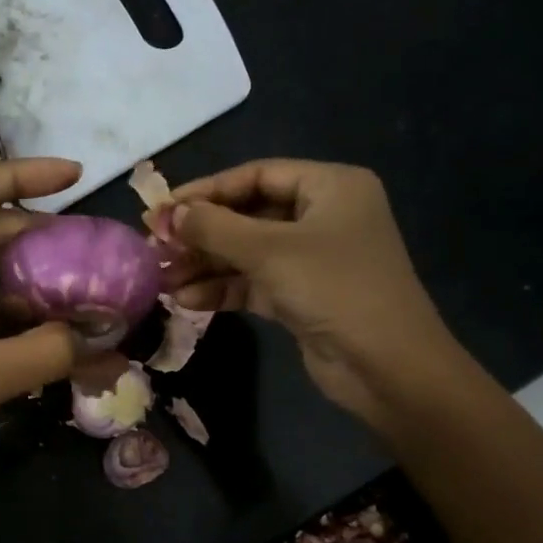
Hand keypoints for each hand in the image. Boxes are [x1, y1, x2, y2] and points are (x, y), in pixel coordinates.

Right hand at [162, 159, 462, 427]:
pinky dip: (223, 289)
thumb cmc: (334, 289)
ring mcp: (312, 259)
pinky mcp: (301, 297)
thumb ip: (215, 228)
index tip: (163, 210)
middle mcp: (322, 217)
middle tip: (156, 247)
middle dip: (202, 234)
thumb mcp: (270, 251)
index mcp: (330, 187)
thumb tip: (169, 214)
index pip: (257, 175)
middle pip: (248, 215)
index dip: (207, 191)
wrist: (386, 367)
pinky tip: (187, 299)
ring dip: (205, 265)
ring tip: (163, 279)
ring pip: (246, 253)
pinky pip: (253, 283)